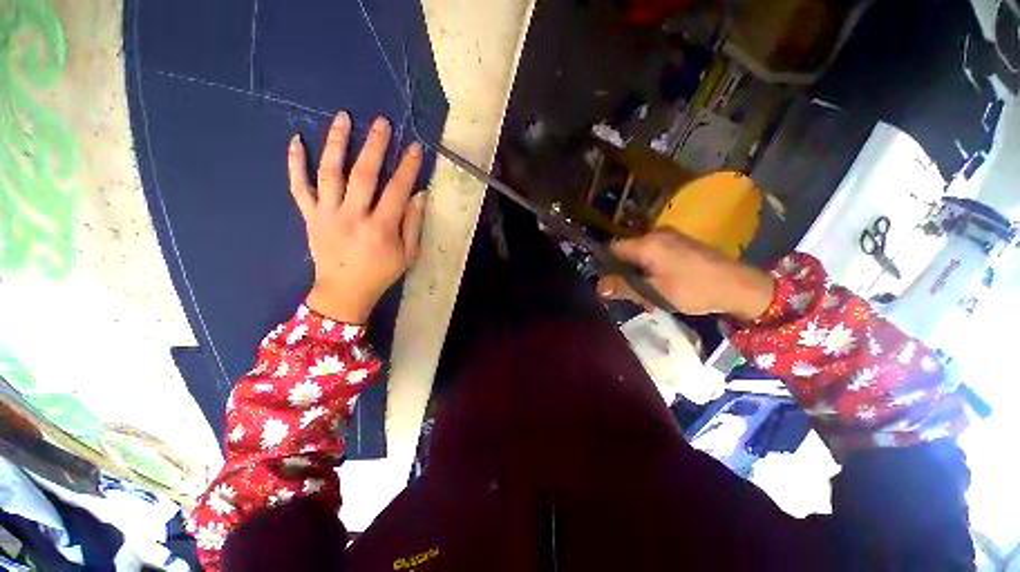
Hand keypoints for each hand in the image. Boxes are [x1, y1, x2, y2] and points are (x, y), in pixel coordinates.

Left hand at [288, 112, 425, 322]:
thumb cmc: (381, 273)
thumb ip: (413, 224)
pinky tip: (296, 141)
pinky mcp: (310, 216)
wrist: (344, 291)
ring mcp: (327, 214)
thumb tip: (419, 195)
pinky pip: (299, 187)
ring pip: (330, 173)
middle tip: (382, 122)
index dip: (407, 168)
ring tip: (343, 118)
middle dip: (375, 146)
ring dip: (337, 143)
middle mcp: (353, 216)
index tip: (415, 148)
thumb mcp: (408, 255)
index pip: (397, 191)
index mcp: (380, 228)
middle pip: (363, 174)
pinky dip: (295, 164)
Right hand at [597, 228, 773, 320]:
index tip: (608, 283)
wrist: (740, 286)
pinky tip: (662, 285)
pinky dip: (652, 269)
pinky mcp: (681, 242)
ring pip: (641, 254)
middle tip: (631, 294)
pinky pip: (655, 253)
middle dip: (625, 273)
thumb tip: (598, 287)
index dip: (606, 265)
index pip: (612, 249)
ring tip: (649, 295)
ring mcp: (671, 236)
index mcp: (647, 244)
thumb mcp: (655, 292)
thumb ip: (624, 288)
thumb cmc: (694, 289)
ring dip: (639, 274)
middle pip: (627, 252)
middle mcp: (656, 233)